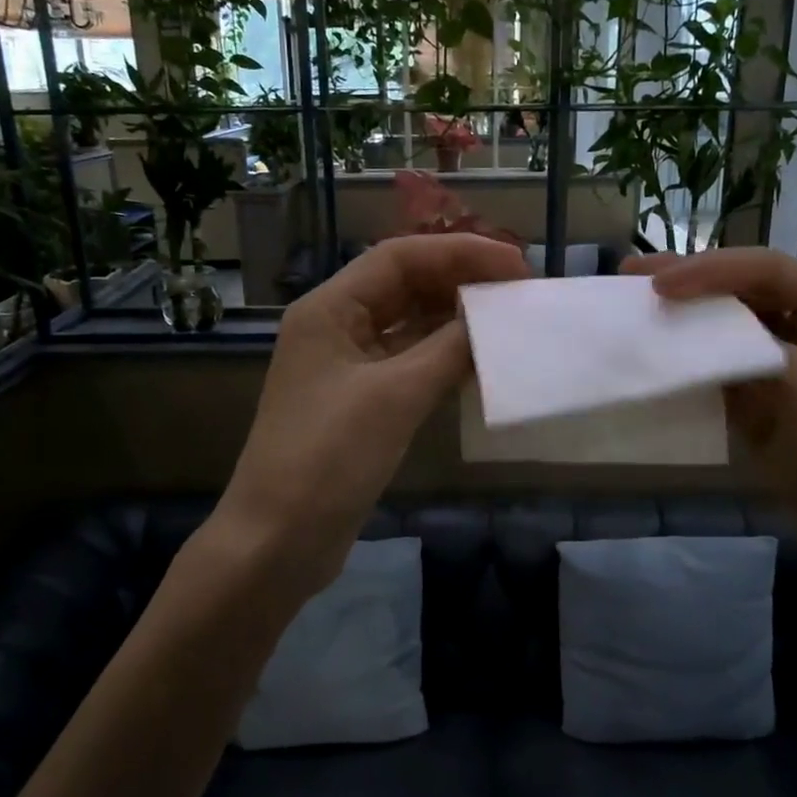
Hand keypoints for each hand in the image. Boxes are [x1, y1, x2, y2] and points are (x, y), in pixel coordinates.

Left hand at [220, 233, 529, 589]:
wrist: (278, 543)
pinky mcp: (360, 403)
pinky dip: (442, 358)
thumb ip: (448, 348)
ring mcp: (346, 367)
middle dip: (459, 282)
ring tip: (507, 321)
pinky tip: (480, 362)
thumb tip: (493, 319)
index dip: (459, 253)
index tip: (515, 266)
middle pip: (404, 286)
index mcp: (329, 309)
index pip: (399, 258)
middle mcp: (335, 328)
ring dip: (454, 320)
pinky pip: (408, 363)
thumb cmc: (328, 459)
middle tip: (518, 292)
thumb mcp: (394, 396)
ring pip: (408, 325)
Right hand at [624, 248, 796, 597]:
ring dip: (685, 325)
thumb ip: (748, 352)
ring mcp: (786, 371)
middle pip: (743, 295)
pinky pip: (722, 377)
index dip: (709, 270)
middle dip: (689, 285)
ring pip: (727, 335)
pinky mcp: (767, 408)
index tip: (656, 286)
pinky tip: (659, 363)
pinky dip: (691, 368)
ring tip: (636, 314)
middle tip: (631, 278)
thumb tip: (687, 338)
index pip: (766, 270)